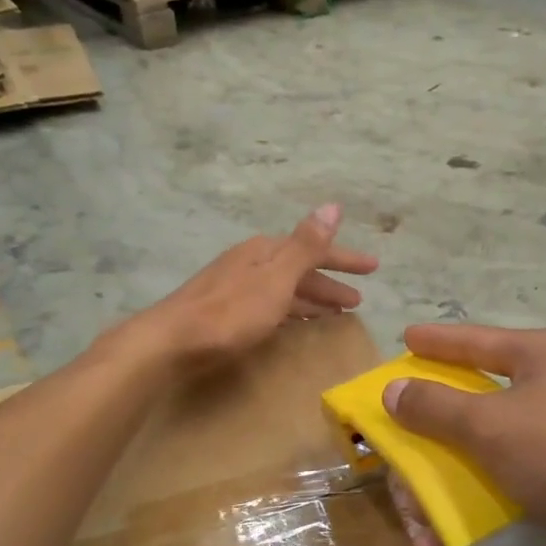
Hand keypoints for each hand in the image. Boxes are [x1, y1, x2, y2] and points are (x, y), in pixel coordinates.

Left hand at [129, 204, 378, 372]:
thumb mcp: (275, 278)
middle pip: (300, 269)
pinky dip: (291, 311)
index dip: (345, 259)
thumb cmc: (230, 312)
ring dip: (312, 298)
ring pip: (285, 288)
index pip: (315, 250)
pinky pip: (271, 304)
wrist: (171, 341)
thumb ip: (306, 245)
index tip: (374, 268)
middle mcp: (251, 261)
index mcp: (265, 251)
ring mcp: (236, 285)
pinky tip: (296, 324)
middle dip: (330, 282)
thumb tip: (333, 205)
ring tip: (337, 313)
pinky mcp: (226, 310)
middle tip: (358, 300)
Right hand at [382, 324, 545, 545]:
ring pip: (482, 464)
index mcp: (535, 359)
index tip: (404, 338)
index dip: (435, 342)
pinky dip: (478, 523)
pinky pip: (505, 499)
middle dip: (427, 451)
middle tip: (397, 475)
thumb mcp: (494, 423)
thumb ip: (437, 408)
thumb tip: (394, 390)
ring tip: (426, 540)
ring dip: (446, 501)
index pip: (473, 342)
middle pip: (468, 412)